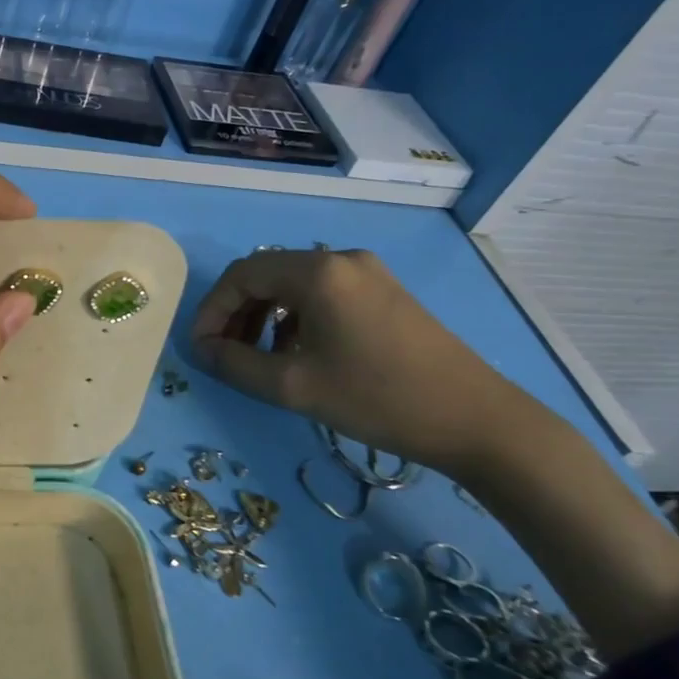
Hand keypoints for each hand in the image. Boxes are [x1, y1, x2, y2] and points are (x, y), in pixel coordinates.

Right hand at [190, 246, 537, 479]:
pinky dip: (296, 317)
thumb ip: (236, 365)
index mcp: (317, 272)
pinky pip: (322, 294)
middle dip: (236, 313)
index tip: (201, 349)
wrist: (477, 420)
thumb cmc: (378, 398)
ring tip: (259, 358)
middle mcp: (340, 258)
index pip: (242, 275)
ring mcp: (367, 273)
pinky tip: (298, 352)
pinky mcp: (385, 292)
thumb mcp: (294, 387)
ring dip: (265, 316)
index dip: (212, 310)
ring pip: (293, 284)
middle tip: (225, 354)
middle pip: (266, 274)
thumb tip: (204, 351)